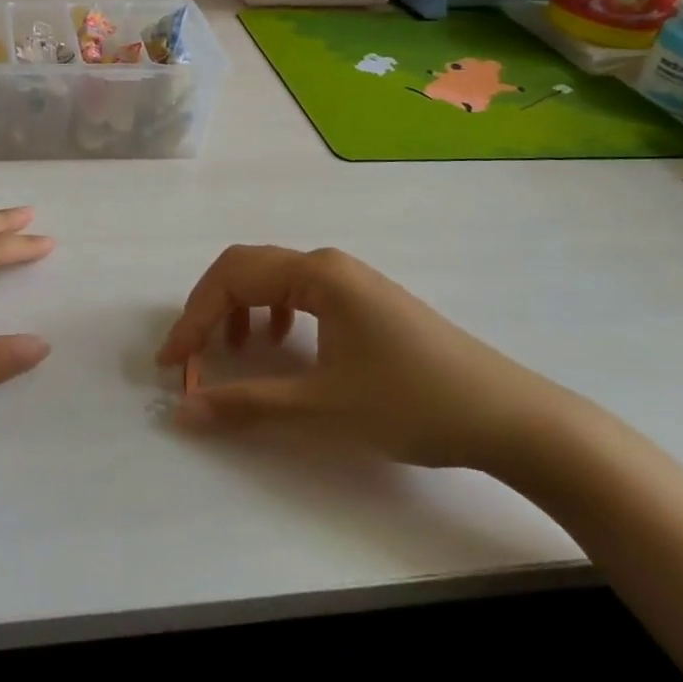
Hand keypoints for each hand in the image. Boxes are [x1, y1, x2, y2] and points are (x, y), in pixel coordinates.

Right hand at [156, 245, 559, 469]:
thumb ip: (247, 403)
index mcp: (316, 274)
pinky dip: (272, 313)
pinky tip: (280, 343)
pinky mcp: (365, 300)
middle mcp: (328, 264)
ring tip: (231, 349)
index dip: (192, 319)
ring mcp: (350, 280)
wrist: (511, 418)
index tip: (171, 364)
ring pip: (273, 279)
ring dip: (239, 308)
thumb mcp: (322, 407)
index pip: (232, 278)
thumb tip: (184, 410)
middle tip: (191, 355)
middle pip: (247, 268)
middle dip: (210, 308)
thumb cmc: (412, 403)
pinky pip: (300, 293)